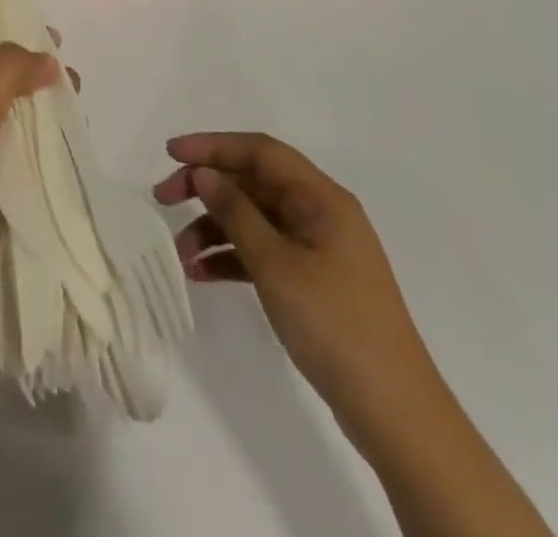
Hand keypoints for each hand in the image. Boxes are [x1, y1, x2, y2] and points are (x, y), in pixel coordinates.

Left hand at [0, 44, 58, 367]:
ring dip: (43, 126)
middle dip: (38, 85)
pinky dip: (41, 164)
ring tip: (80, 121)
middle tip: (78, 87)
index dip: (19, 42)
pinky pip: (17, 169)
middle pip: (3, 89)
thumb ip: (9, 71)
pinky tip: (72, 159)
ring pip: (13, 130)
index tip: (60, 41)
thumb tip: (48, 56)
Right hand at [154, 133, 440, 440]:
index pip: (259, 151)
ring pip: (253, 219)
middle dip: (206, 186)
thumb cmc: (334, 323)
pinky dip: (231, 257)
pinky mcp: (311, 281)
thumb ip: (236, 212)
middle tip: (162, 197)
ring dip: (213, 228)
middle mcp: (319, 213)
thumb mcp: (276, 264)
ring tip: (178, 254)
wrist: (395, 412)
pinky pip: (262, 252)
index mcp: (321, 197)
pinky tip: (200, 274)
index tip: (170, 152)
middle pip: (253, 181)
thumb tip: (204, 174)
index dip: (213, 145)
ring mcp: (316, 249)